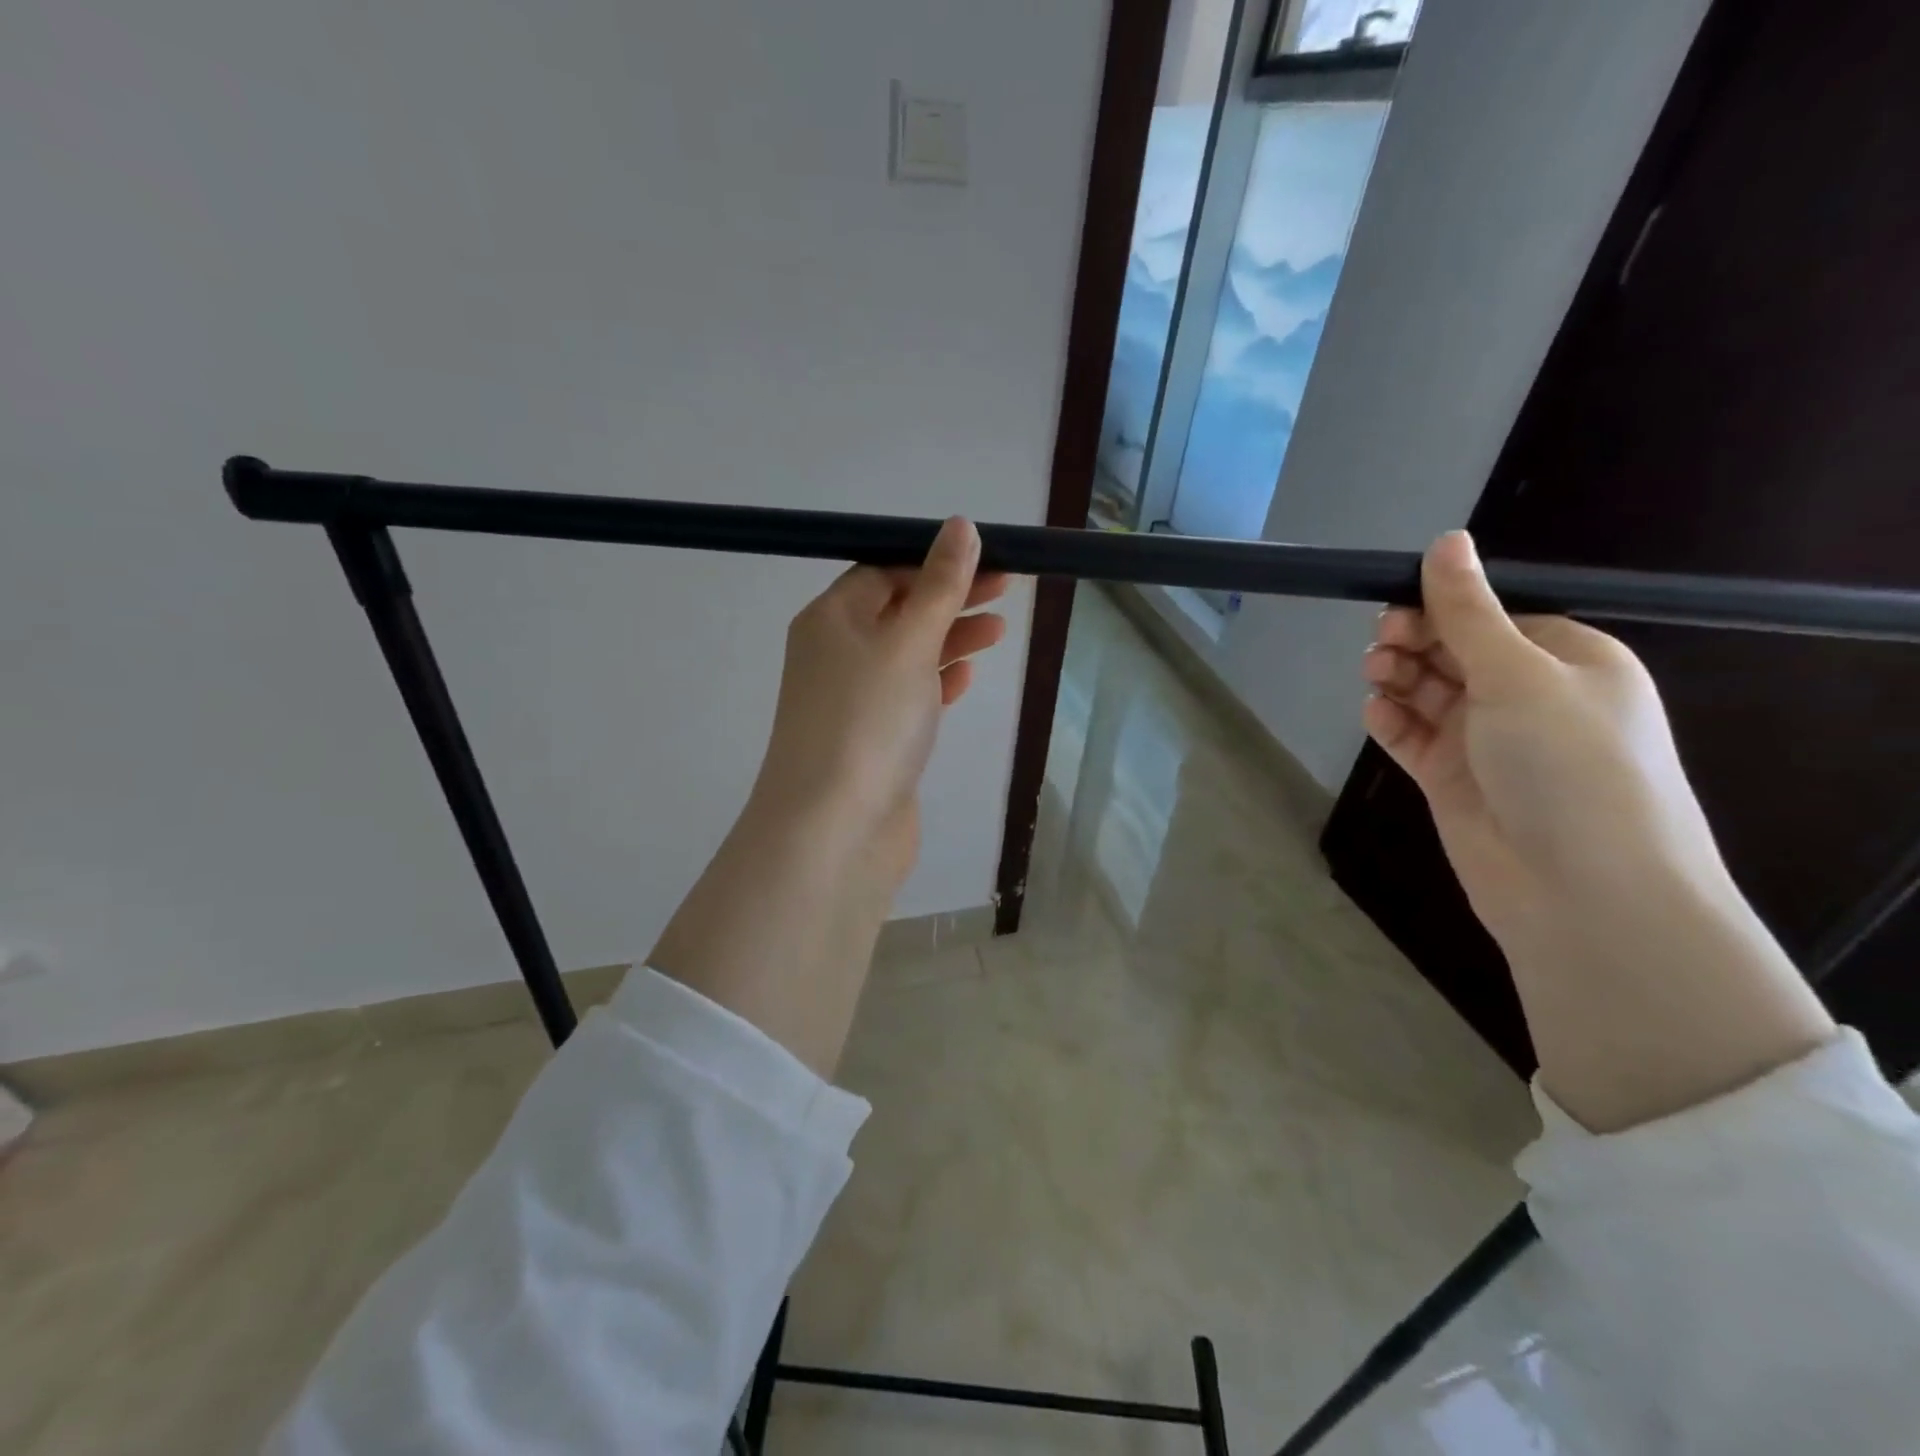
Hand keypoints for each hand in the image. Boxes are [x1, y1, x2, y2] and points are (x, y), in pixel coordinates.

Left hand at [750, 518, 1008, 892]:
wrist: (835, 831)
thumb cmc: (869, 722)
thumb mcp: (909, 642)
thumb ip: (939, 585)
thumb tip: (960, 526)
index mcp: (831, 619)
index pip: (884, 571)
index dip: (935, 561)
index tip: (989, 559)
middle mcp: (835, 654)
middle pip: (899, 611)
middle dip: (951, 597)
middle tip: (1008, 588)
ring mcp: (852, 701)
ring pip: (908, 655)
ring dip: (951, 638)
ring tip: (999, 630)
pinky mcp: (872, 741)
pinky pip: (908, 697)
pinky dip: (938, 682)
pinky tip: (967, 677)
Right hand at [1362, 531, 1831, 1129]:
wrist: (1580, 892)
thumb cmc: (1568, 765)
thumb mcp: (1520, 675)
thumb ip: (1470, 612)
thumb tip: (1445, 540)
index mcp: (1568, 660)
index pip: (1494, 615)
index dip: (1443, 606)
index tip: (1396, 606)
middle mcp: (1529, 696)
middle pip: (1454, 650)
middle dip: (1414, 641)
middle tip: (1383, 645)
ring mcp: (1488, 740)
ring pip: (1427, 691)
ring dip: (1398, 678)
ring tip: (1378, 678)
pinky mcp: (1452, 778)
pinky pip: (1412, 735)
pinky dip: (1392, 721)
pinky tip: (1378, 714)